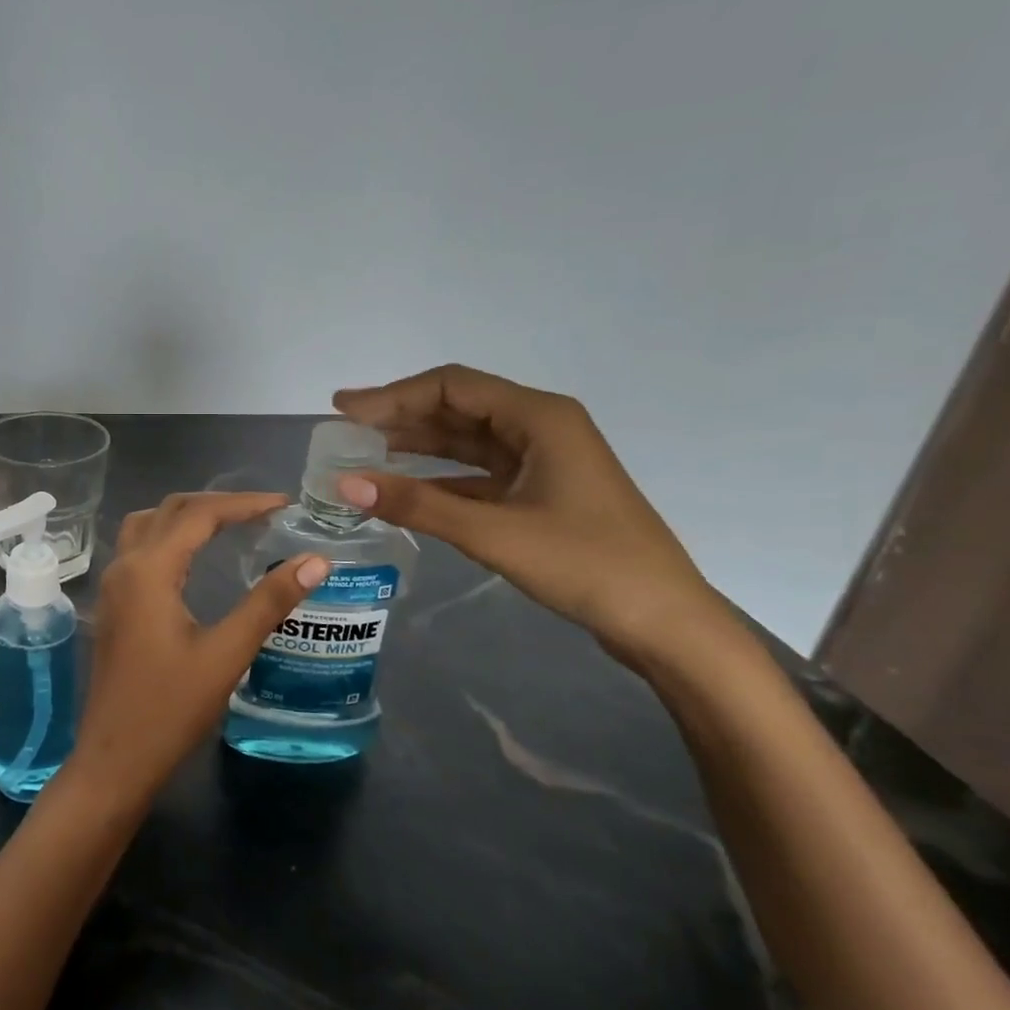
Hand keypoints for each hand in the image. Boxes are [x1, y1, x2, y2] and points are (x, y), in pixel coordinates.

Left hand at [68, 492, 327, 805]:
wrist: (114, 759)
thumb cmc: (170, 709)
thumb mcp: (226, 654)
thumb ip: (268, 603)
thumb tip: (316, 561)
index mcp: (149, 570)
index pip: (199, 514)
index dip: (243, 503)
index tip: (284, 504)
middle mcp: (125, 567)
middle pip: (170, 510)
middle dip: (218, 504)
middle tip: (263, 512)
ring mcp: (113, 585)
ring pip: (148, 525)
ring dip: (187, 515)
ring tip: (230, 524)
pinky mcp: (113, 605)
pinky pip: (140, 548)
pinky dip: (170, 536)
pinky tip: (194, 558)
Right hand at [333, 364, 731, 662]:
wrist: (665, 623)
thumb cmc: (587, 565)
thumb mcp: (494, 532)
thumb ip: (418, 504)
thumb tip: (346, 485)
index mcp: (539, 416)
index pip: (451, 386)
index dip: (392, 395)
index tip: (344, 410)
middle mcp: (540, 427)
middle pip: (457, 407)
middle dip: (399, 415)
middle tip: (344, 429)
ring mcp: (543, 460)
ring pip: (466, 440)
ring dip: (416, 444)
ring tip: (363, 453)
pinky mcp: (540, 492)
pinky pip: (478, 473)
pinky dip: (439, 477)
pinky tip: (404, 489)